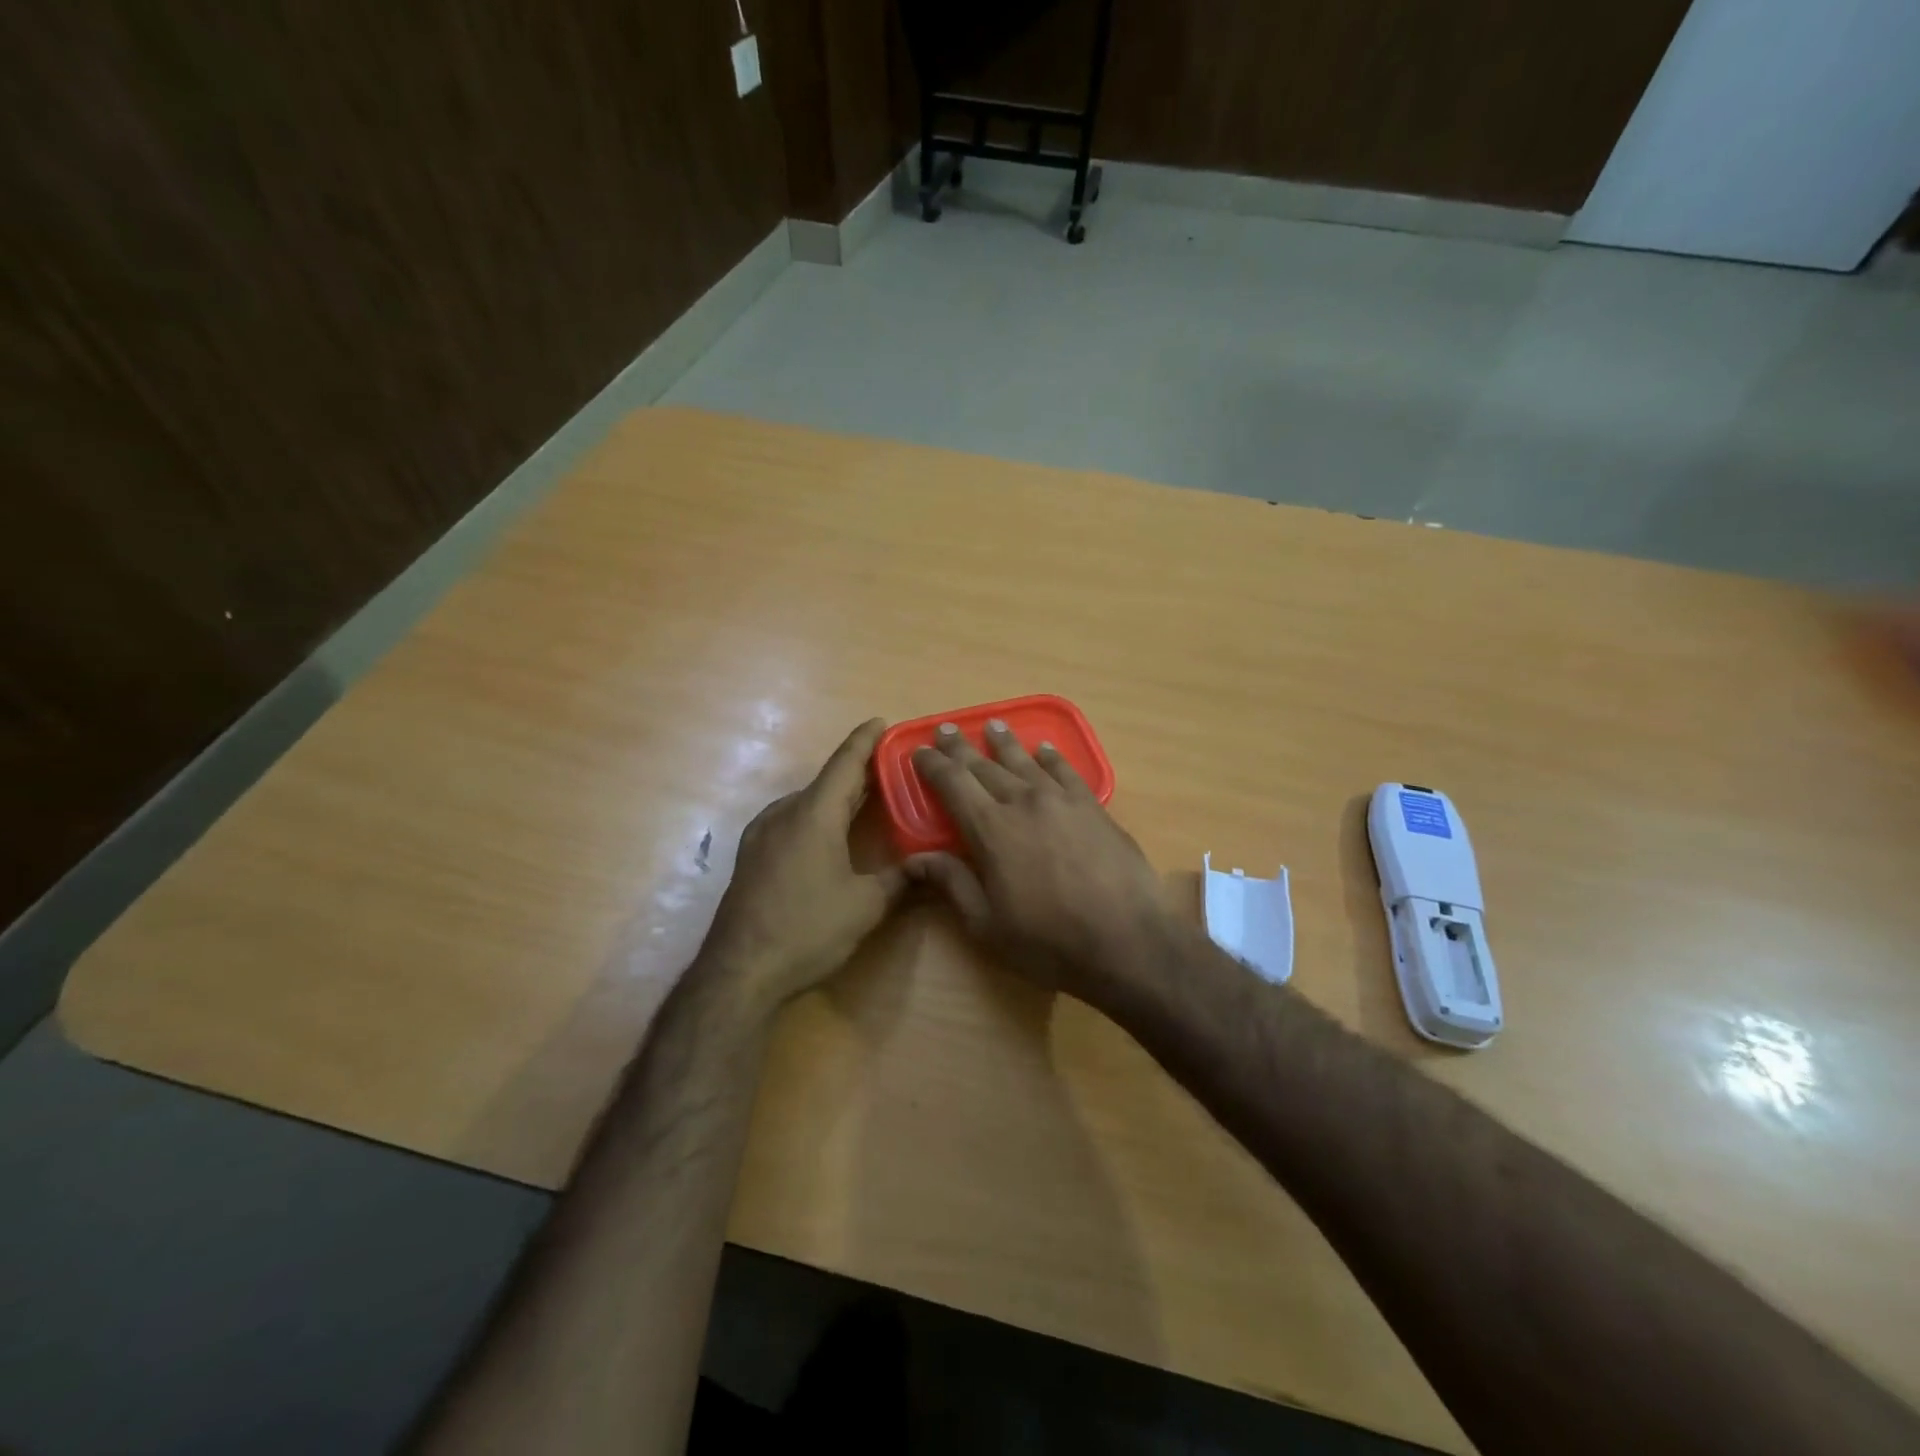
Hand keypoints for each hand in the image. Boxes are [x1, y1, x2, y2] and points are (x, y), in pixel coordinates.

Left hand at [701, 720, 906, 1010]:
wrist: (739, 971)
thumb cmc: (808, 929)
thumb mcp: (865, 906)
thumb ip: (899, 879)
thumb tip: (927, 866)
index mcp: (814, 813)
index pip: (845, 763)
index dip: (865, 741)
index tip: (881, 721)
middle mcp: (784, 813)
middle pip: (827, 781)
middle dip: (858, 772)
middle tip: (890, 768)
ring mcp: (762, 834)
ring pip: (807, 802)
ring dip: (836, 797)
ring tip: (865, 801)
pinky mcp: (751, 856)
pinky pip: (791, 821)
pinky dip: (816, 816)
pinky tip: (828, 835)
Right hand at [905, 718, 1169, 1009]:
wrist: (1127, 941)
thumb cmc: (1048, 941)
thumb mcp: (987, 924)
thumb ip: (951, 883)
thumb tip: (914, 859)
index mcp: (990, 829)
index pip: (952, 783)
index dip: (933, 764)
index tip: (920, 751)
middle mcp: (1023, 802)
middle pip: (985, 766)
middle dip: (962, 748)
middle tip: (948, 729)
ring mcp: (1061, 800)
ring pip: (1025, 762)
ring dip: (1005, 743)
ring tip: (993, 726)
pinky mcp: (1093, 807)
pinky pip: (1066, 771)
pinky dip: (1051, 757)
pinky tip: (1045, 749)